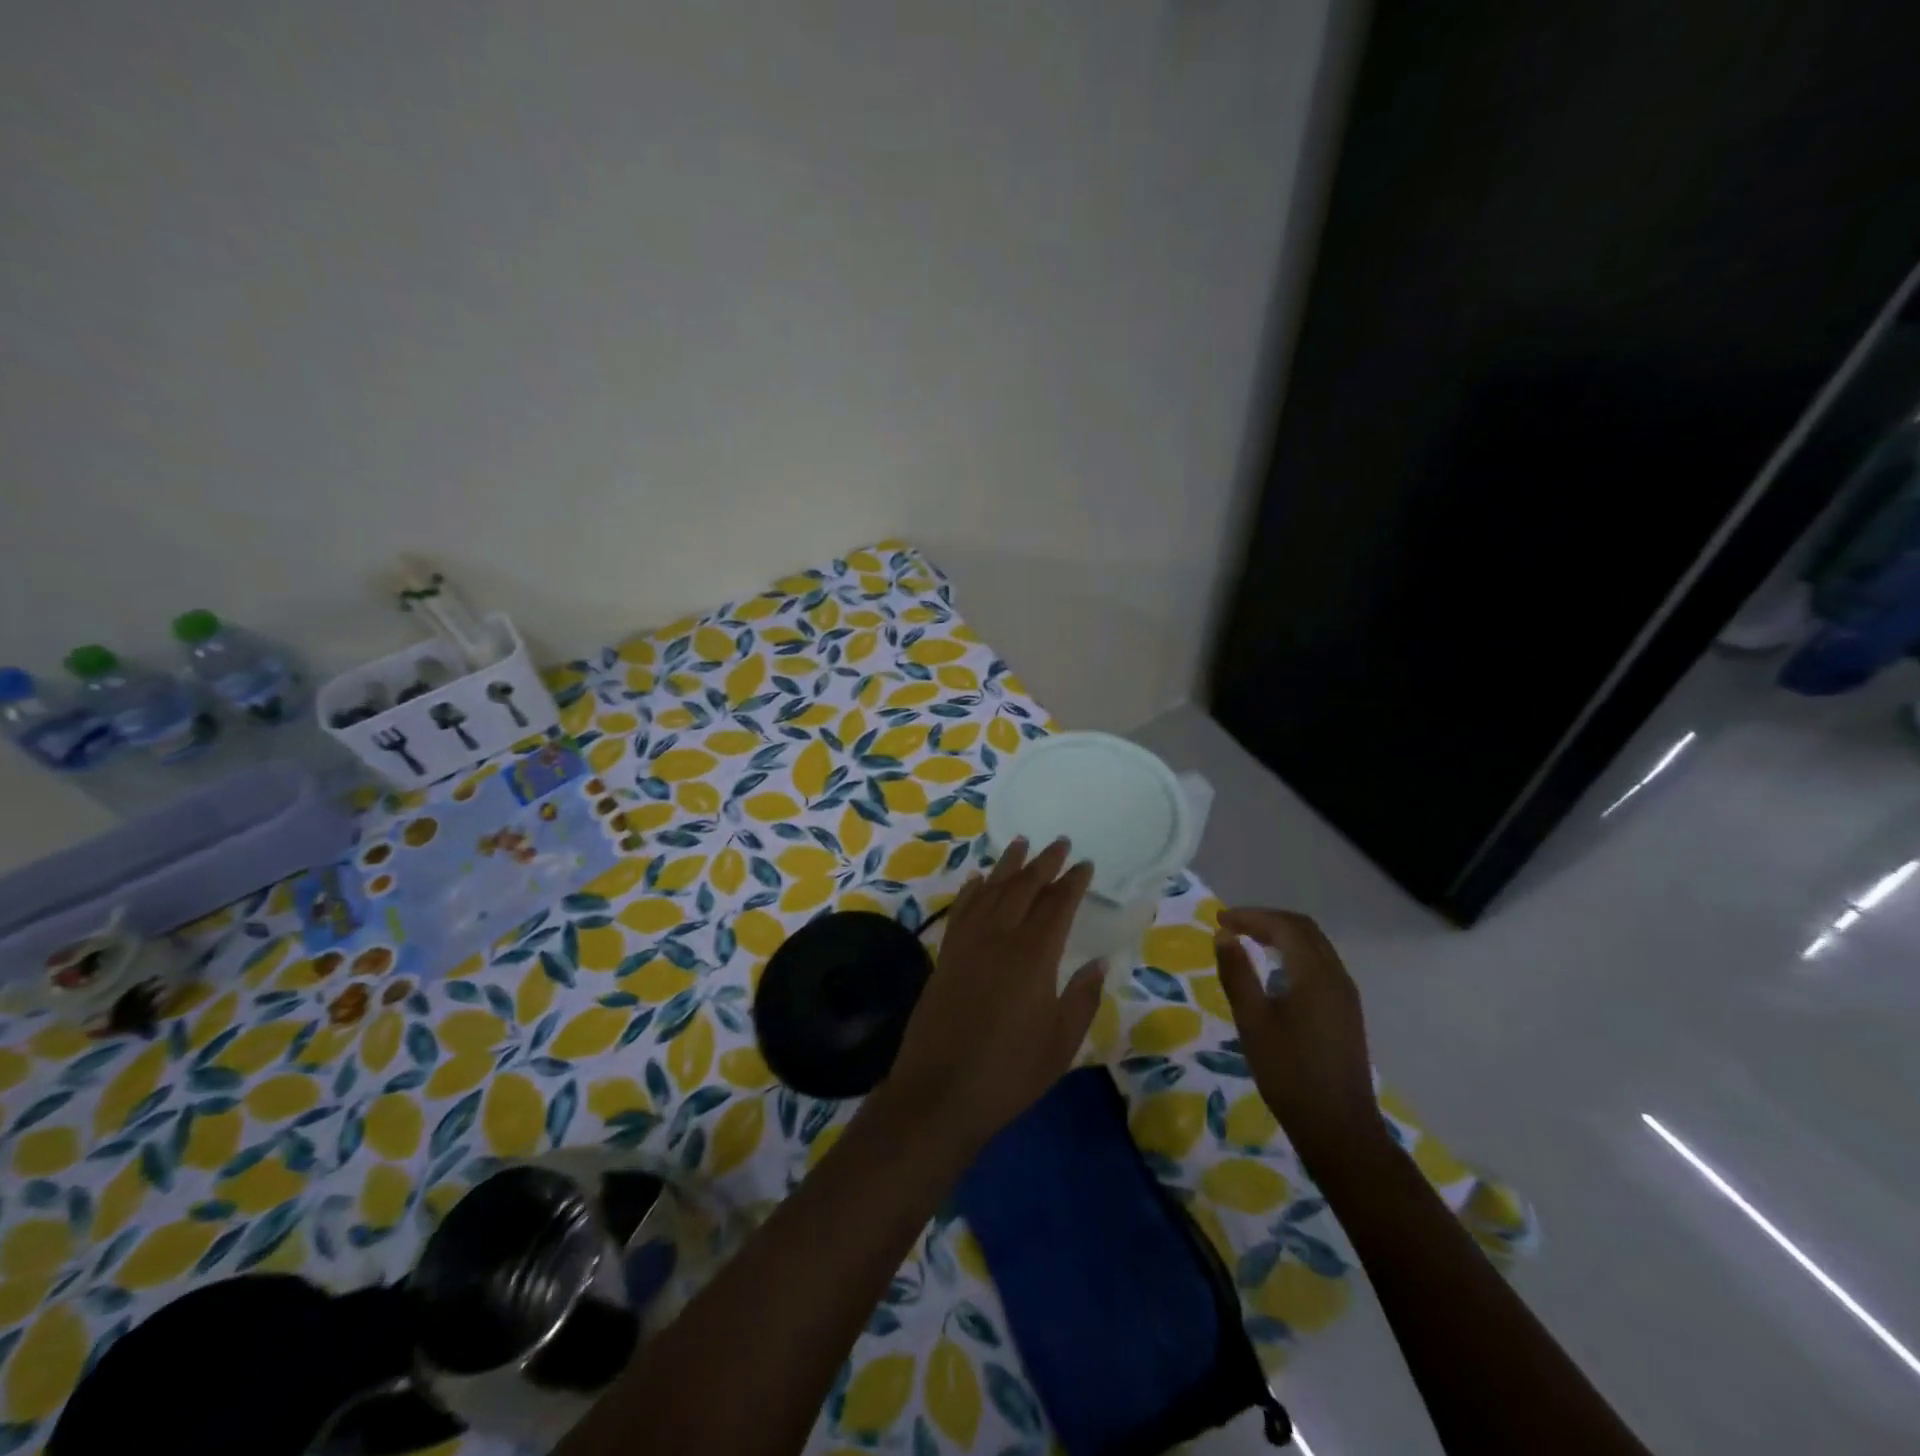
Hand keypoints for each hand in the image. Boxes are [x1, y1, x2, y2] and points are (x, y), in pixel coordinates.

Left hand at [882, 838, 1103, 1154]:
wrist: (939, 1092)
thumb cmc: (1010, 1072)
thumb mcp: (1061, 1043)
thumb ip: (1082, 997)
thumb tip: (1097, 962)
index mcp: (1034, 955)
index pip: (1058, 904)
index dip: (1073, 882)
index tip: (1085, 864)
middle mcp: (1000, 937)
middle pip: (1024, 887)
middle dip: (1044, 862)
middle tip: (1060, 843)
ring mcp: (968, 943)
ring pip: (991, 890)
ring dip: (1008, 865)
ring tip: (1021, 843)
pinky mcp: (946, 955)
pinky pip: (962, 910)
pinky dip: (973, 890)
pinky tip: (979, 880)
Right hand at [1213, 908, 1382, 1168]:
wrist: (1339, 1128)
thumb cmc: (1289, 1073)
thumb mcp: (1252, 1022)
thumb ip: (1237, 974)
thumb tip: (1224, 936)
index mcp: (1315, 974)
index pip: (1284, 926)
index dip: (1251, 916)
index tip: (1219, 920)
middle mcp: (1336, 976)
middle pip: (1303, 929)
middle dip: (1266, 920)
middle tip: (1231, 926)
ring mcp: (1345, 995)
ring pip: (1314, 946)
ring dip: (1281, 935)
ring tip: (1247, 941)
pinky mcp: (1346, 1012)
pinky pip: (1319, 964)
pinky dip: (1293, 953)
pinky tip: (1273, 970)